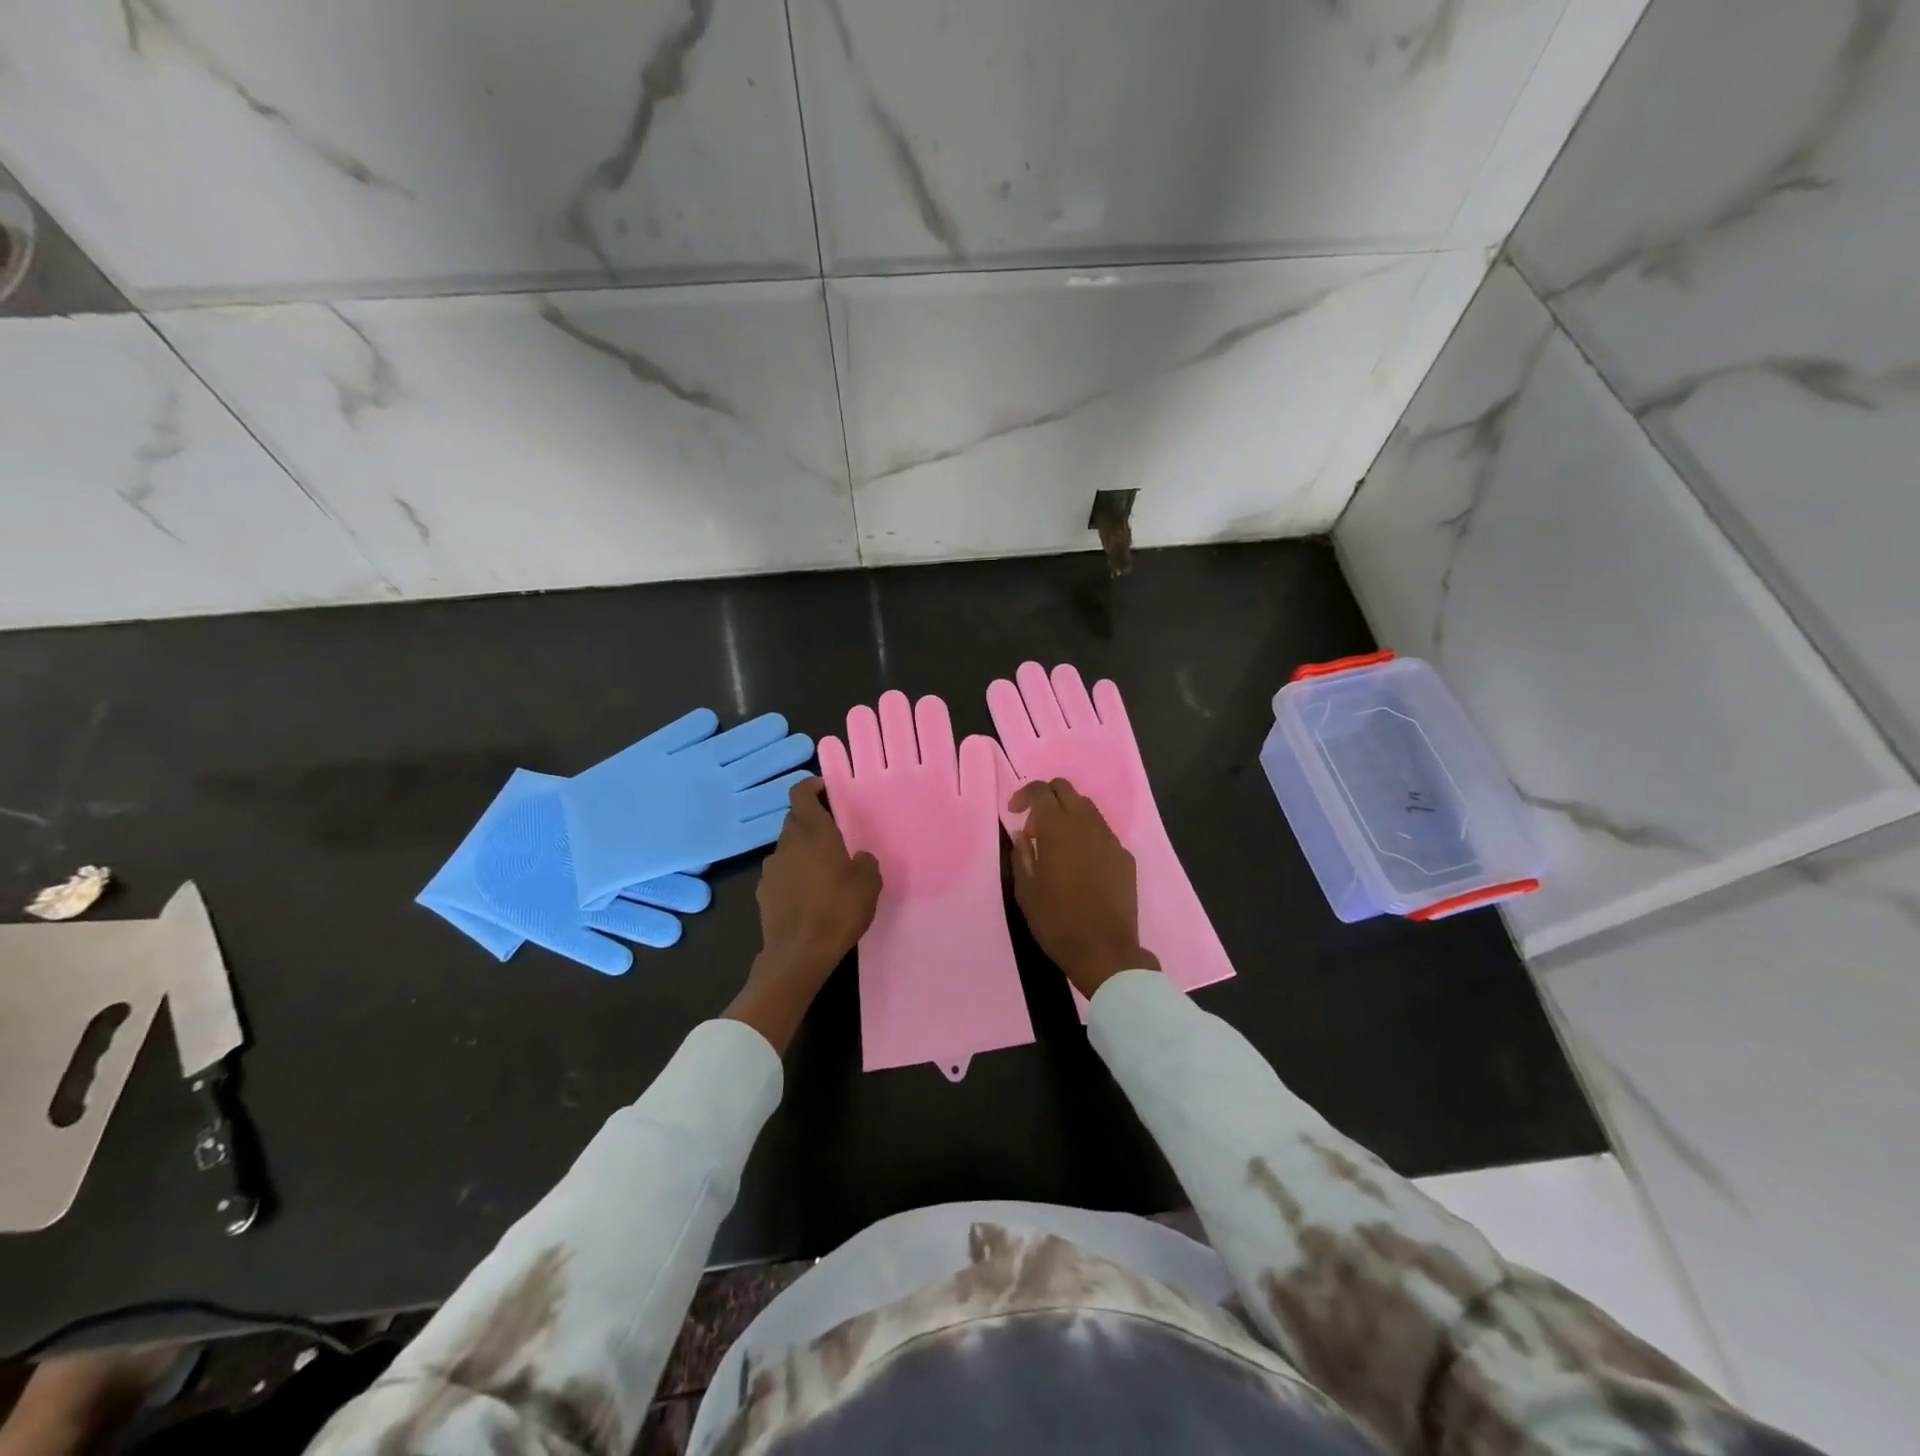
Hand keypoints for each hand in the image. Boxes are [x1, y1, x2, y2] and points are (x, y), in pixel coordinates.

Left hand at [726, 778, 880, 1052]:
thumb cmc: (838, 910)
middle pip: (795, 820)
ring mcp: (771, 869)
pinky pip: (781, 873)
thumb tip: (857, 858)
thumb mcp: (868, 883)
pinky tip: (809, 894)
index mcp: (813, 832)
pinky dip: (793, 874)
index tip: (826, 790)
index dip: (811, 787)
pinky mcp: (764, 893)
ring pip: (788, 848)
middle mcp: (787, 844)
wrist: (798, 954)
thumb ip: (864, 862)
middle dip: (812, 822)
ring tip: (824, 869)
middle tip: (836, 835)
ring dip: (803, 850)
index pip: (801, 794)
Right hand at [1008, 777, 1159, 999]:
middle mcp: (1086, 824)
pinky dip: (1087, 836)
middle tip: (1034, 828)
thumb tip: (1022, 834)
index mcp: (1057, 828)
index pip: (1040, 791)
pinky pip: (1103, 833)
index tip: (1014, 813)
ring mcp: (1110, 839)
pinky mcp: (1125, 856)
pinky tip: (1081, 864)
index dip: (1023, 795)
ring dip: (1068, 815)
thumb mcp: (1025, 890)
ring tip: (1057, 846)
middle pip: (1066, 789)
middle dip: (1047, 798)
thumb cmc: (1056, 921)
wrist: (1105, 950)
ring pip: (1087, 808)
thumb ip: (1021, 854)